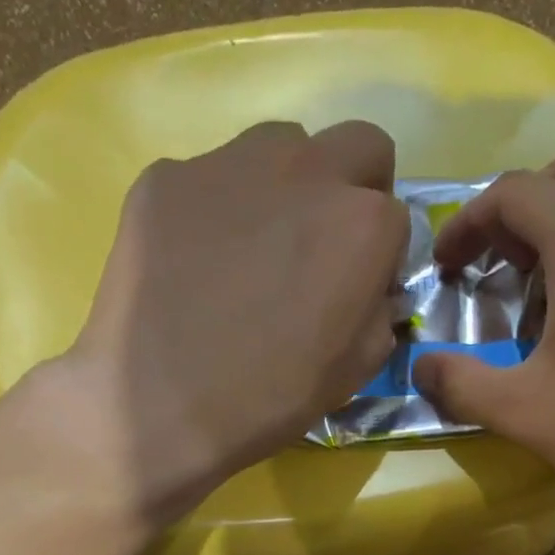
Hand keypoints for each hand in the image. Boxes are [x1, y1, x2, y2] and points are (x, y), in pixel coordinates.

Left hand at [33, 120, 408, 524]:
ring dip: (286, 186)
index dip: (380, 254)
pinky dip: (216, 209)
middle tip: (322, 244)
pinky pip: (209, 178)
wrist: (159, 408)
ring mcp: (228, 164)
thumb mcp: (355, 370)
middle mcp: (305, 171)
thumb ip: (379, 312)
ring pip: (280, 147)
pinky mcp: (165, 177)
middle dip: (355, 187)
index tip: (357, 287)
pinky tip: (194, 262)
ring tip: (254, 248)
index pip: (395, 215)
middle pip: (356, 146)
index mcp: (363, 223)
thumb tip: (371, 289)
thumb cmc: (270, 398)